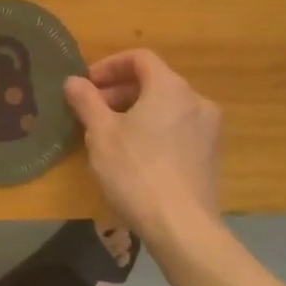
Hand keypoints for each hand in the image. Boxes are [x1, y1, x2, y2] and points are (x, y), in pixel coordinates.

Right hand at [64, 50, 222, 243]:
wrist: (182, 227)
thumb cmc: (136, 171)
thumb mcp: (100, 133)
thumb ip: (86, 100)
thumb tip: (74, 81)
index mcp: (170, 87)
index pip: (140, 58)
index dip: (110, 66)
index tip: (87, 85)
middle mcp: (196, 101)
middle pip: (154, 82)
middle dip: (120, 91)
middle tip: (93, 111)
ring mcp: (209, 130)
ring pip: (167, 107)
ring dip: (137, 111)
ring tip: (111, 135)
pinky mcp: (212, 157)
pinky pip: (178, 129)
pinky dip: (155, 130)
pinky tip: (135, 156)